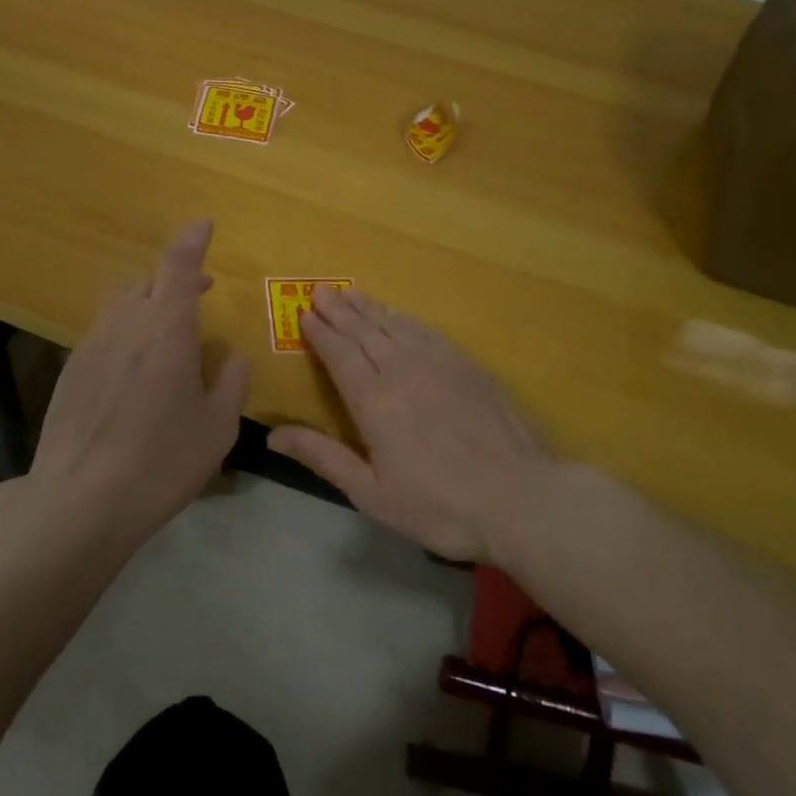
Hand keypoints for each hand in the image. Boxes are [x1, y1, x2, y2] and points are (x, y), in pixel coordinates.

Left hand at [27, 220, 249, 550]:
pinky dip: (126, 330)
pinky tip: (135, 368)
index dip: (193, 240)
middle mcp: (125, 324)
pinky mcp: (71, 368)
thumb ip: (231, 382)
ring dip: (149, 302)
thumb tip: (232, 356)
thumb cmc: (161, 462)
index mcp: (165, 329)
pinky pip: (105, 331)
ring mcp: (92, 344)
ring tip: (168, 331)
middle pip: (148, 281)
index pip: (178, 265)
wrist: (79, 500)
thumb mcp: (217, 429)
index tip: (204, 223)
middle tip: (200, 292)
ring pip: (122, 303)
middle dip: (176, 278)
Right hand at [267, 286, 557, 561]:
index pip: (340, 354)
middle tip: (320, 290)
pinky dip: (405, 319)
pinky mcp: (468, 366)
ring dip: (369, 308)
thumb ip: (323, 457)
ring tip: (349, 293)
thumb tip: (272, 435)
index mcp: (374, 400)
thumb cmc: (440, 506)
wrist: (522, 498)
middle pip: (364, 332)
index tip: (305, 314)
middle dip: (339, 311)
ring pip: (395, 325)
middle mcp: (403, 370)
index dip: (321, 333)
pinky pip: (427, 331)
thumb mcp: (372, 493)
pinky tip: (398, 315)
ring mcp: (440, 363)